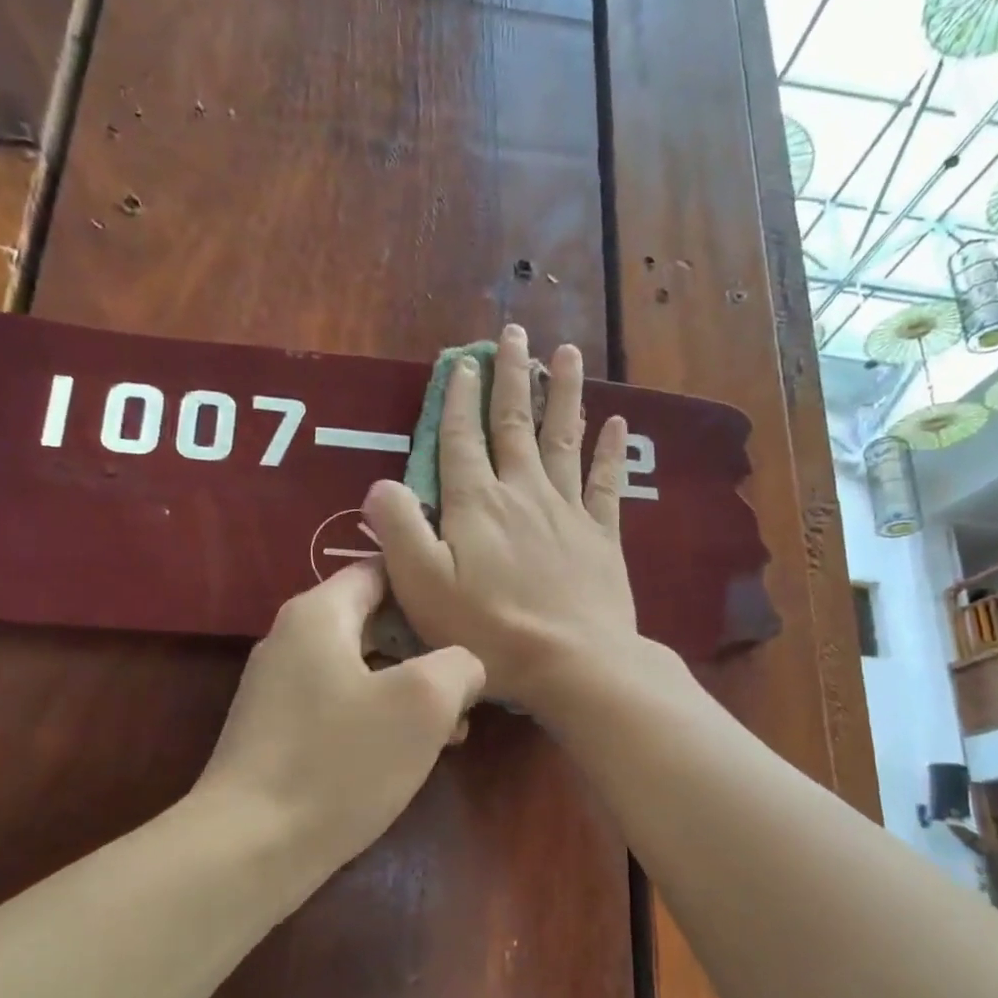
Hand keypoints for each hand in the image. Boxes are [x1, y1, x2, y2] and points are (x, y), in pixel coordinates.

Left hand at [194, 561, 484, 865]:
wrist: (251, 848)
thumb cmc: (340, 762)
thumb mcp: (422, 703)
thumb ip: (458, 665)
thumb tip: (463, 666)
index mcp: (318, 614)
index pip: (380, 571)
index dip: (429, 590)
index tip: (469, 616)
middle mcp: (292, 639)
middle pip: (375, 622)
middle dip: (427, 650)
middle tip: (471, 683)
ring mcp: (281, 688)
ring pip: (363, 669)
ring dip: (411, 691)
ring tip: (455, 729)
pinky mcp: (280, 732)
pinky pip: (342, 706)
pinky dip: (380, 718)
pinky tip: (412, 755)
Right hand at [362, 324, 639, 709]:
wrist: (573, 663)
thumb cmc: (489, 630)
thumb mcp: (422, 586)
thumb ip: (397, 529)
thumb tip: (379, 484)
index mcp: (476, 503)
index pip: (461, 438)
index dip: (458, 398)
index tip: (461, 363)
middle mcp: (522, 492)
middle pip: (514, 423)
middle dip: (511, 376)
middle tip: (513, 333)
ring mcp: (567, 510)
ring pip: (563, 438)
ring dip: (563, 393)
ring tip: (566, 352)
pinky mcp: (602, 535)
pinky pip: (607, 481)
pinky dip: (611, 450)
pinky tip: (619, 421)